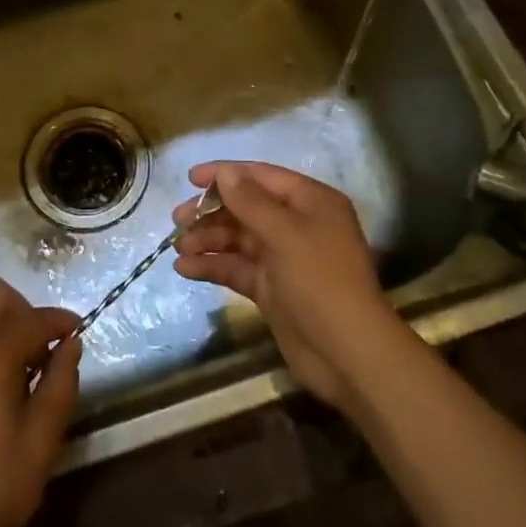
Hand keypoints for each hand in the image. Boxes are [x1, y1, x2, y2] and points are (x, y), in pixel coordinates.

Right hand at [173, 161, 406, 412]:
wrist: (348, 355)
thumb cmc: (320, 280)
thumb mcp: (285, 234)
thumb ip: (250, 201)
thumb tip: (225, 171)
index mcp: (310, 202)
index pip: (261, 176)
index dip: (226, 174)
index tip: (190, 178)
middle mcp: (297, 224)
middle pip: (247, 208)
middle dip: (211, 211)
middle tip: (177, 218)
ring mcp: (284, 258)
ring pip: (239, 239)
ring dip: (208, 240)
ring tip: (178, 247)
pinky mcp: (272, 289)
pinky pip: (237, 268)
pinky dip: (213, 266)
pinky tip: (185, 268)